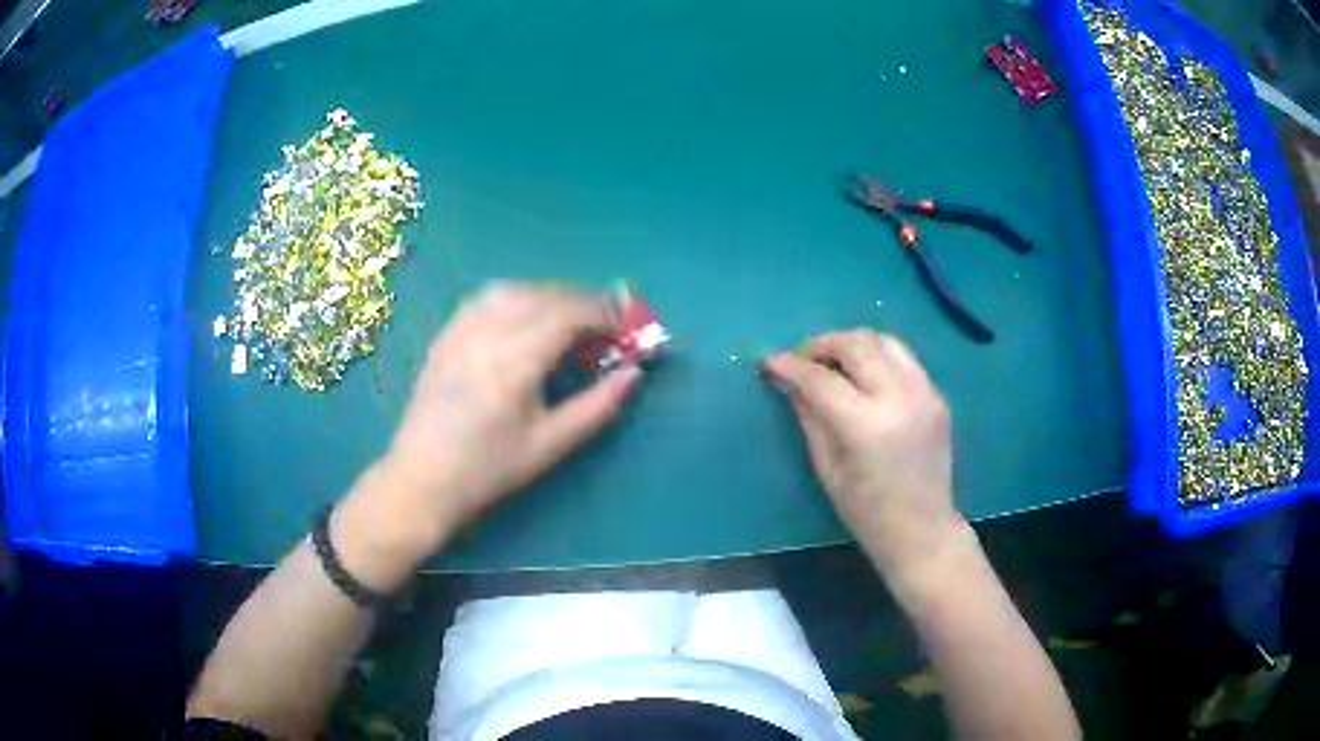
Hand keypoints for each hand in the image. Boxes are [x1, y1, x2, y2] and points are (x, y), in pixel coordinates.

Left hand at [373, 282, 641, 552]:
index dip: (603, 314)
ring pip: (514, 290)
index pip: (567, 315)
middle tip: (607, 321)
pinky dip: (517, 296)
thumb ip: (597, 406)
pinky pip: (486, 298)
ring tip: (570, 317)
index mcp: (514, 363)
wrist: (422, 478)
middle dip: (582, 301)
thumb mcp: (550, 445)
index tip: (627, 325)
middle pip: (543, 295)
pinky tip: (526, 316)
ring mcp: (460, 329)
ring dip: (550, 294)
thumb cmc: (488, 469)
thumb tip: (633, 373)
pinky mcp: (445, 334)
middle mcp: (486, 334)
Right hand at [762, 330, 967, 576]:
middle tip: (802, 358)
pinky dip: (878, 357)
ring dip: (852, 343)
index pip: (822, 379)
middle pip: (856, 345)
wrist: (922, 529)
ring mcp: (924, 393)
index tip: (770, 361)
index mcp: (866, 425)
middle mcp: (899, 398)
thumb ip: (809, 417)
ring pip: (884, 340)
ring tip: (833, 360)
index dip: (791, 365)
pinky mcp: (937, 395)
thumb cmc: (866, 512)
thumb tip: (789, 382)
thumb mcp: (827, 469)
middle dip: (822, 344)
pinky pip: (903, 359)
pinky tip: (864, 376)